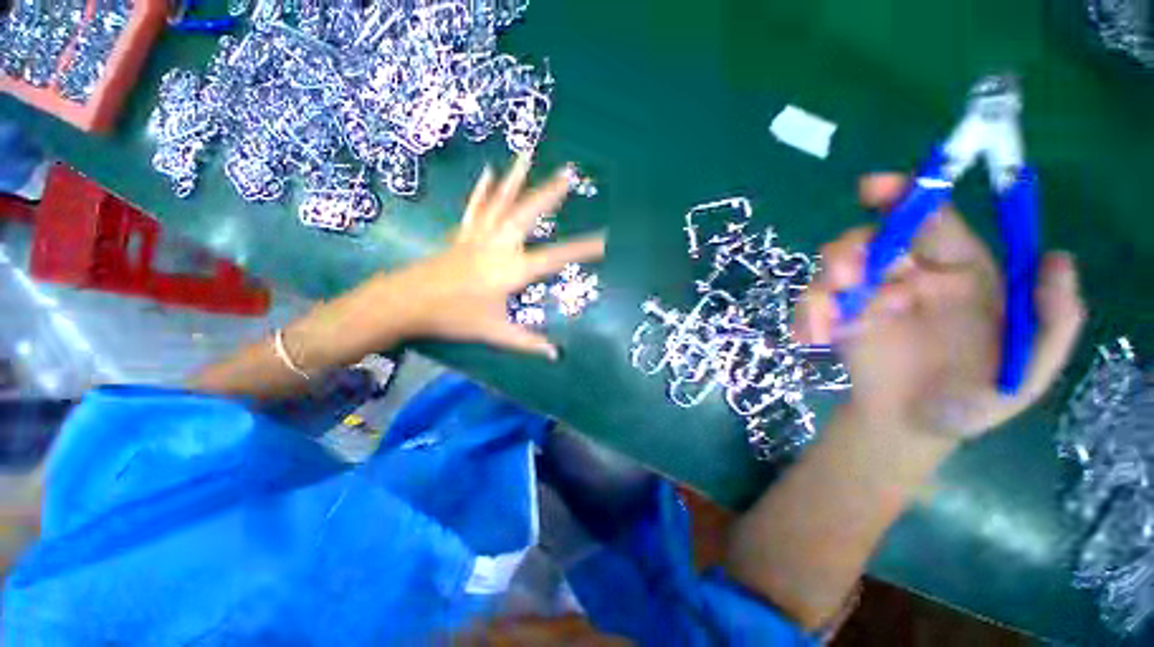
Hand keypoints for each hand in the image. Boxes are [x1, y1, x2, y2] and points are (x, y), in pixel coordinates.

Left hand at [384, 154, 604, 358]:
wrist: (406, 302)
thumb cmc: (454, 317)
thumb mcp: (495, 332)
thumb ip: (528, 342)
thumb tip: (556, 354)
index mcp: (512, 269)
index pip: (556, 257)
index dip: (584, 249)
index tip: (606, 239)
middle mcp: (499, 245)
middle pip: (528, 213)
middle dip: (550, 193)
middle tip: (569, 173)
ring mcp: (479, 235)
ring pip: (502, 202)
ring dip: (517, 178)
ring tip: (529, 154)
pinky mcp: (463, 234)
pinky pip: (476, 207)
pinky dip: (484, 190)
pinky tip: (489, 171)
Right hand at [794, 173, 1085, 438]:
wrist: (913, 427)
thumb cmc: (973, 400)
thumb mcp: (1028, 369)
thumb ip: (1054, 320)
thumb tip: (1057, 258)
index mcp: (959, 274)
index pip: (931, 221)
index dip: (905, 197)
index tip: (872, 188)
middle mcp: (909, 277)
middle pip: (870, 240)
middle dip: (851, 250)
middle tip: (848, 277)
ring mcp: (866, 297)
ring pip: (833, 268)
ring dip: (825, 284)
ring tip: (831, 319)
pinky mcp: (834, 318)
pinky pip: (812, 303)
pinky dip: (807, 314)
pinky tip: (815, 337)